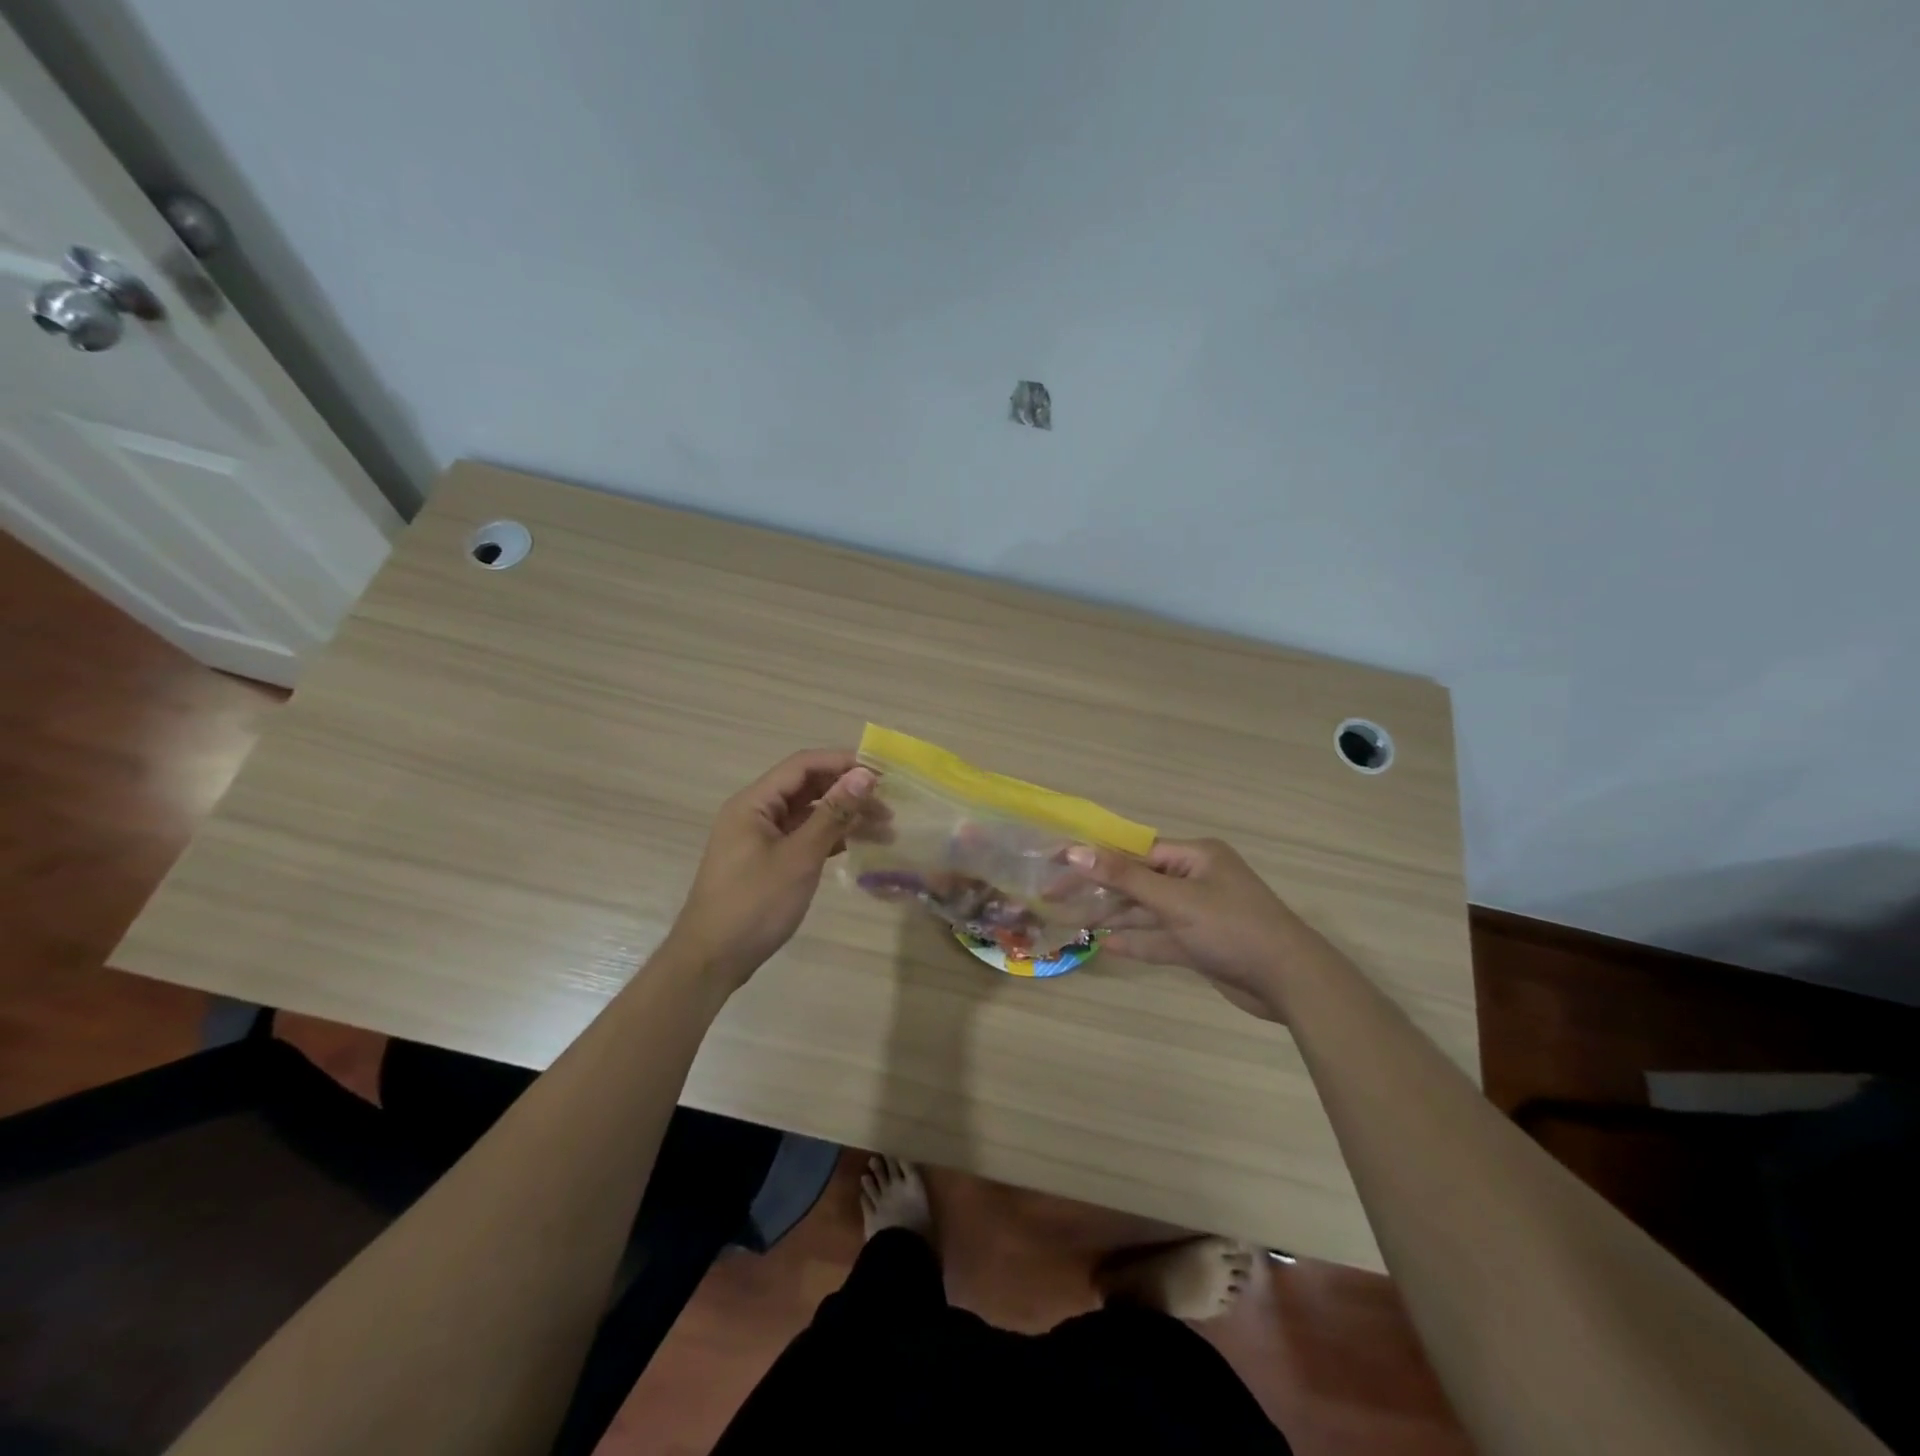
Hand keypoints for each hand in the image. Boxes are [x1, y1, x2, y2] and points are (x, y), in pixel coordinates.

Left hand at [665, 750, 876, 990]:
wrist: (711, 960)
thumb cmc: (754, 904)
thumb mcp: (799, 857)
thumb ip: (833, 813)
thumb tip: (864, 775)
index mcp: (754, 803)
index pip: (803, 765)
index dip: (842, 762)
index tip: (881, 773)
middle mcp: (755, 813)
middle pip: (807, 787)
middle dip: (848, 791)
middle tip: (889, 804)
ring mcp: (760, 838)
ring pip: (808, 814)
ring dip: (844, 816)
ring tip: (885, 829)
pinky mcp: (767, 862)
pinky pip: (803, 837)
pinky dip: (830, 838)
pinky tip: (859, 845)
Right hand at [1067, 838, 1308, 1018]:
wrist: (1290, 982)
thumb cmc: (1233, 928)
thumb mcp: (1175, 899)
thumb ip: (1124, 877)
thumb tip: (1076, 851)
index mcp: (1194, 856)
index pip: (1133, 851)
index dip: (1094, 857)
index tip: (1057, 863)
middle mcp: (1195, 878)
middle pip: (1136, 880)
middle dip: (1098, 889)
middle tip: (1054, 897)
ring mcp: (1198, 913)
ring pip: (1146, 910)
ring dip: (1113, 916)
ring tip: (1073, 922)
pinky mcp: (1200, 944)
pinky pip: (1160, 937)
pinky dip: (1136, 941)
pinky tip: (1106, 945)